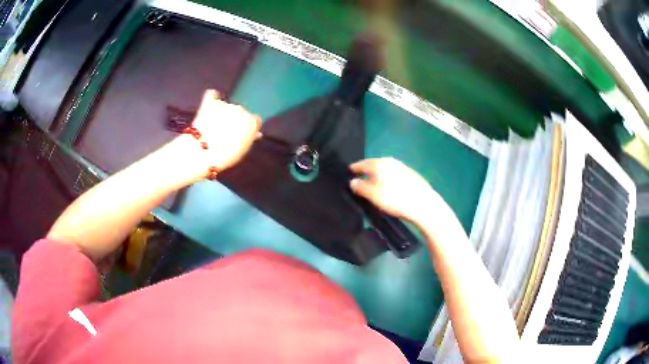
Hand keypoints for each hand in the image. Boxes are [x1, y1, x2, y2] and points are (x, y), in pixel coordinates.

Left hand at [192, 89, 261, 170]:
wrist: (203, 151)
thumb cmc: (226, 155)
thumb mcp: (242, 150)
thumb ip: (249, 138)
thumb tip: (256, 133)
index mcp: (252, 121)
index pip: (255, 120)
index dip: (248, 127)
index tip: (241, 135)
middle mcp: (241, 109)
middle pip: (240, 112)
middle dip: (235, 120)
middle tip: (226, 133)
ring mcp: (225, 105)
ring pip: (227, 106)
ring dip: (223, 113)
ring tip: (214, 126)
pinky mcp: (210, 103)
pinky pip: (212, 95)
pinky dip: (212, 98)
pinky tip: (211, 103)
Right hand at [349, 158, 439, 223]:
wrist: (424, 204)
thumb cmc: (395, 199)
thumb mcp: (373, 195)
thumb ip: (360, 187)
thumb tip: (352, 181)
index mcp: (380, 163)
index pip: (362, 163)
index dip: (354, 168)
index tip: (348, 172)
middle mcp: (391, 162)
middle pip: (375, 165)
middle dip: (367, 171)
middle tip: (360, 179)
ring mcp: (403, 167)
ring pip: (386, 170)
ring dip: (378, 175)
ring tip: (374, 184)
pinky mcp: (412, 175)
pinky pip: (394, 175)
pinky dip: (388, 179)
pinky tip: (390, 188)